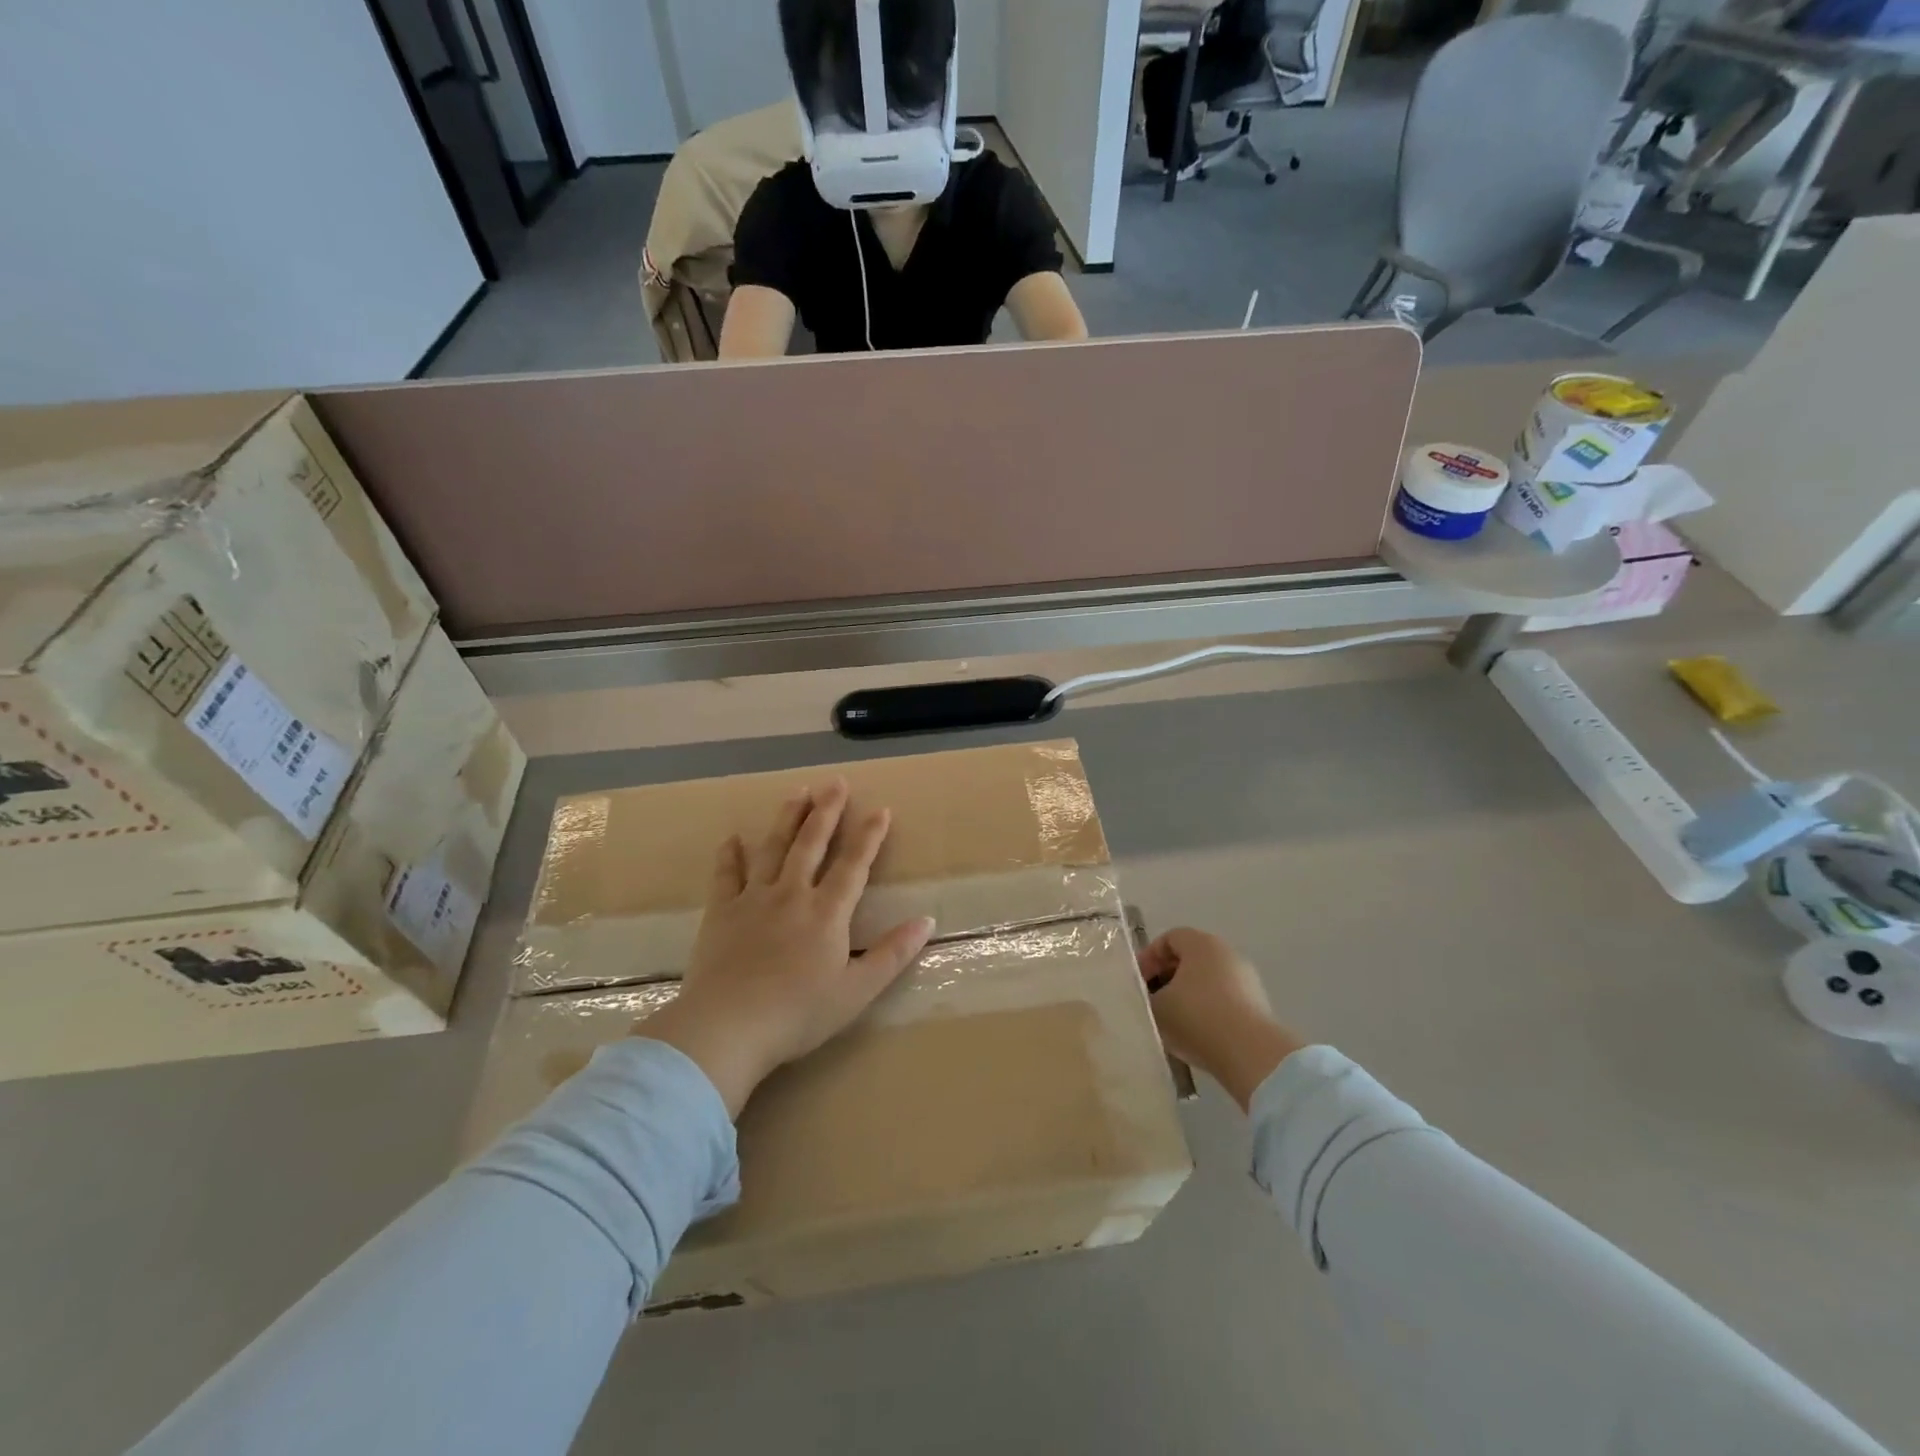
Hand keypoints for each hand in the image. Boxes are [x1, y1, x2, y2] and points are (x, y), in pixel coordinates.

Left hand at [639, 778, 935, 1116]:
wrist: (727, 1027)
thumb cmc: (798, 1014)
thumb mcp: (856, 991)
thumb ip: (892, 955)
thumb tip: (927, 921)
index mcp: (827, 913)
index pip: (854, 865)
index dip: (869, 836)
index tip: (881, 810)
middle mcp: (792, 894)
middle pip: (811, 844)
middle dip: (826, 811)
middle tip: (835, 783)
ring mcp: (753, 900)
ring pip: (773, 849)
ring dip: (787, 819)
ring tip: (797, 792)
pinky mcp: (721, 913)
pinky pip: (727, 875)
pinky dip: (730, 855)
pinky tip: (732, 838)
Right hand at [1138, 928, 1305, 1111]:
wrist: (1251, 1054)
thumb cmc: (1197, 1018)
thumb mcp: (1156, 1007)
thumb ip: (1146, 996)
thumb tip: (1148, 997)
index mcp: (1202, 944)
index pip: (1169, 938)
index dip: (1148, 958)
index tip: (1137, 982)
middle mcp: (1227, 954)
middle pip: (1189, 958)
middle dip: (1167, 978)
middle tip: (1151, 1001)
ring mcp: (1246, 980)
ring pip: (1207, 981)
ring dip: (1187, 996)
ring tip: (1171, 1022)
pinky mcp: (1258, 1006)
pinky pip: (1223, 1000)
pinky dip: (1207, 1011)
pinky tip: (1196, 1035)